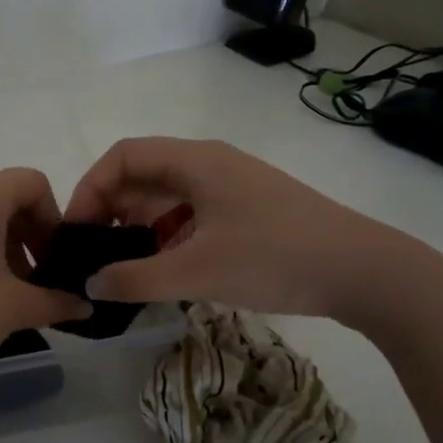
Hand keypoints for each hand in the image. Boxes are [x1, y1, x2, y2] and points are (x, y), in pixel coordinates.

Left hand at [0, 169, 92, 385]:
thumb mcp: (14, 308)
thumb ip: (56, 301)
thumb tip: (84, 306)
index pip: (32, 182)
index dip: (54, 217)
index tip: (55, 258)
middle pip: (5, 195)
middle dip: (30, 233)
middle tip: (37, 278)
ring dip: (3, 244)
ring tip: (8, 291)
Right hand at [63, 137, 418, 327]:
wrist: (365, 271)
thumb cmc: (274, 258)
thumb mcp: (197, 272)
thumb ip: (135, 279)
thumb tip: (90, 285)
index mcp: (195, 161)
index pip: (123, 157)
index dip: (91, 189)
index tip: (77, 232)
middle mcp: (210, 164)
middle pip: (143, 176)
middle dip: (112, 212)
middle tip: (94, 255)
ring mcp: (232, 188)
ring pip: (168, 198)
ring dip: (139, 228)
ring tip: (124, 268)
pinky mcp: (248, 212)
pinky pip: (192, 215)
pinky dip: (168, 238)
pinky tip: (165, 271)